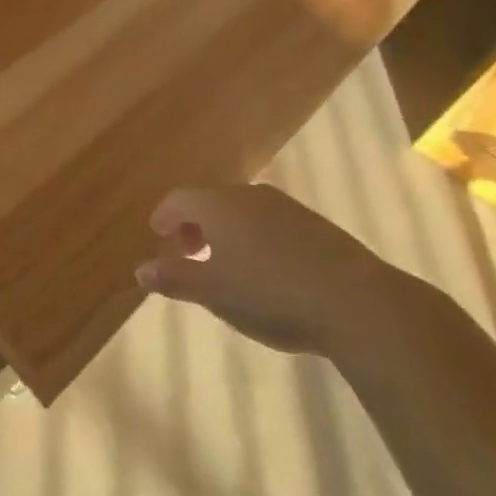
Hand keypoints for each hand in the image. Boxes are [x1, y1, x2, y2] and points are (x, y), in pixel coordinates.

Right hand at [136, 183, 405, 355]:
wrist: (354, 301)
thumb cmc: (270, 293)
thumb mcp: (214, 292)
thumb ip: (175, 278)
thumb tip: (140, 270)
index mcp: (217, 205)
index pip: (179, 199)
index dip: (164, 215)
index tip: (157, 233)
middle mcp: (247, 194)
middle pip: (211, 201)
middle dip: (194, 224)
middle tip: (188, 251)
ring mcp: (284, 206)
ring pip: (242, 210)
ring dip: (226, 231)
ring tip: (226, 263)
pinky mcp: (314, 224)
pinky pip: (270, 222)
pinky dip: (255, 237)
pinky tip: (266, 268)